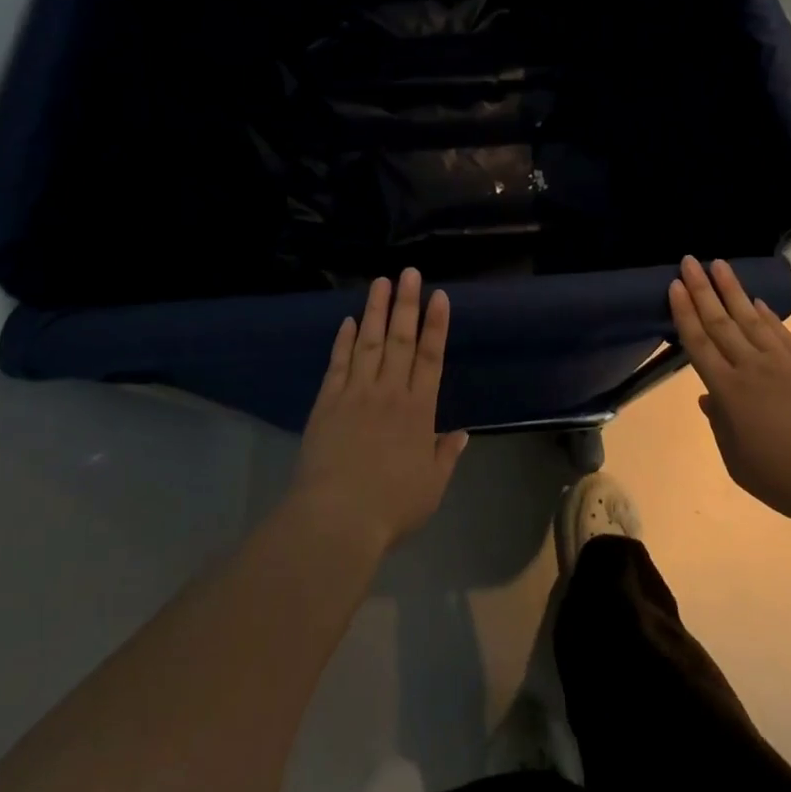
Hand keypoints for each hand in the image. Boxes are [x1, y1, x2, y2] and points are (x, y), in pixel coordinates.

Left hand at [290, 269, 467, 555]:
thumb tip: (462, 433)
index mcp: (418, 410)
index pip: (431, 357)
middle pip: (400, 339)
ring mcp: (356, 393)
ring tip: (380, 282)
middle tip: (409, 273)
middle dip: (406, 303)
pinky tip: (348, 321)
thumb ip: (446, 455)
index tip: (439, 295)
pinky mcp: (328, 402)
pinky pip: (338, 363)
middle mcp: (389, 392)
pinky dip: (343, 341)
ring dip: (375, 311)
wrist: (336, 519)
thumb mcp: (432, 487)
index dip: (436, 325)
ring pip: (369, 342)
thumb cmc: (391, 506)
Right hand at [669, 256, 790, 526]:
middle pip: (721, 322)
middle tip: (689, 260)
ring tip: (719, 264)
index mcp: (730, 393)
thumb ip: (721, 427)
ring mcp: (783, 362)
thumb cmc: (790, 480)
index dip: (685, 314)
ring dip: (732, 290)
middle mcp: (752, 368)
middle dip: (702, 290)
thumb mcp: (740, 464)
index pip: (700, 344)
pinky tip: (757, 300)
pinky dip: (767, 314)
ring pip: (750, 318)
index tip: (674, 285)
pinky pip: (781, 332)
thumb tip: (708, 398)